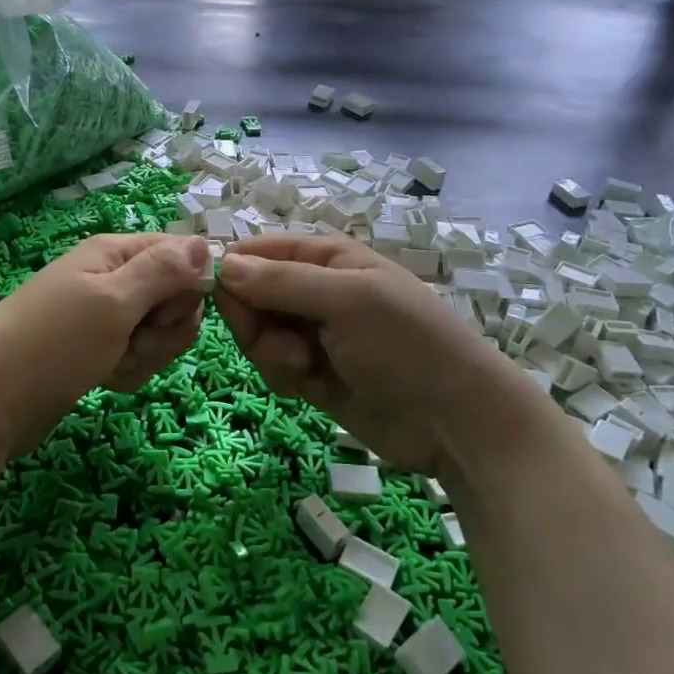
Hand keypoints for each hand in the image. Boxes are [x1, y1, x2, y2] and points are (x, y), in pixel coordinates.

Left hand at [0, 234, 211, 462]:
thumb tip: (206, 242)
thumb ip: (163, 272)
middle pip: (175, 298)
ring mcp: (106, 317)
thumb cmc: (52, 343)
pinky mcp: (100, 351)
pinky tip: (104, 379)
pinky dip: (128, 371)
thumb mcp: (112, 302)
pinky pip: (139, 356)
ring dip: (146, 354)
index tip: (163, 313)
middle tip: (131, 341)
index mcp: (115, 253)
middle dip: (164, 329)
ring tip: (111, 363)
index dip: (185, 287)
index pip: (181, 255)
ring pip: (160, 332)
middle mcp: (114, 278)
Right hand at [214, 235, 556, 477]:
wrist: (454, 421)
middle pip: (250, 295)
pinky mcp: (311, 373)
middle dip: (256, 321)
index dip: (233, 271)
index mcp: (326, 257)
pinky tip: (310, 388)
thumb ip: (281, 282)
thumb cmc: (405, 344)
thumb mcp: (346, 301)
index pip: (258, 252)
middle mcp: (314, 290)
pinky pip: (272, 365)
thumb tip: (223, 265)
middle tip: (286, 343)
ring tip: (306, 368)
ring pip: (257, 334)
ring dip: (271, 353)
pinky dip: (283, 376)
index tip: (218, 297)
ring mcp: (312, 333)